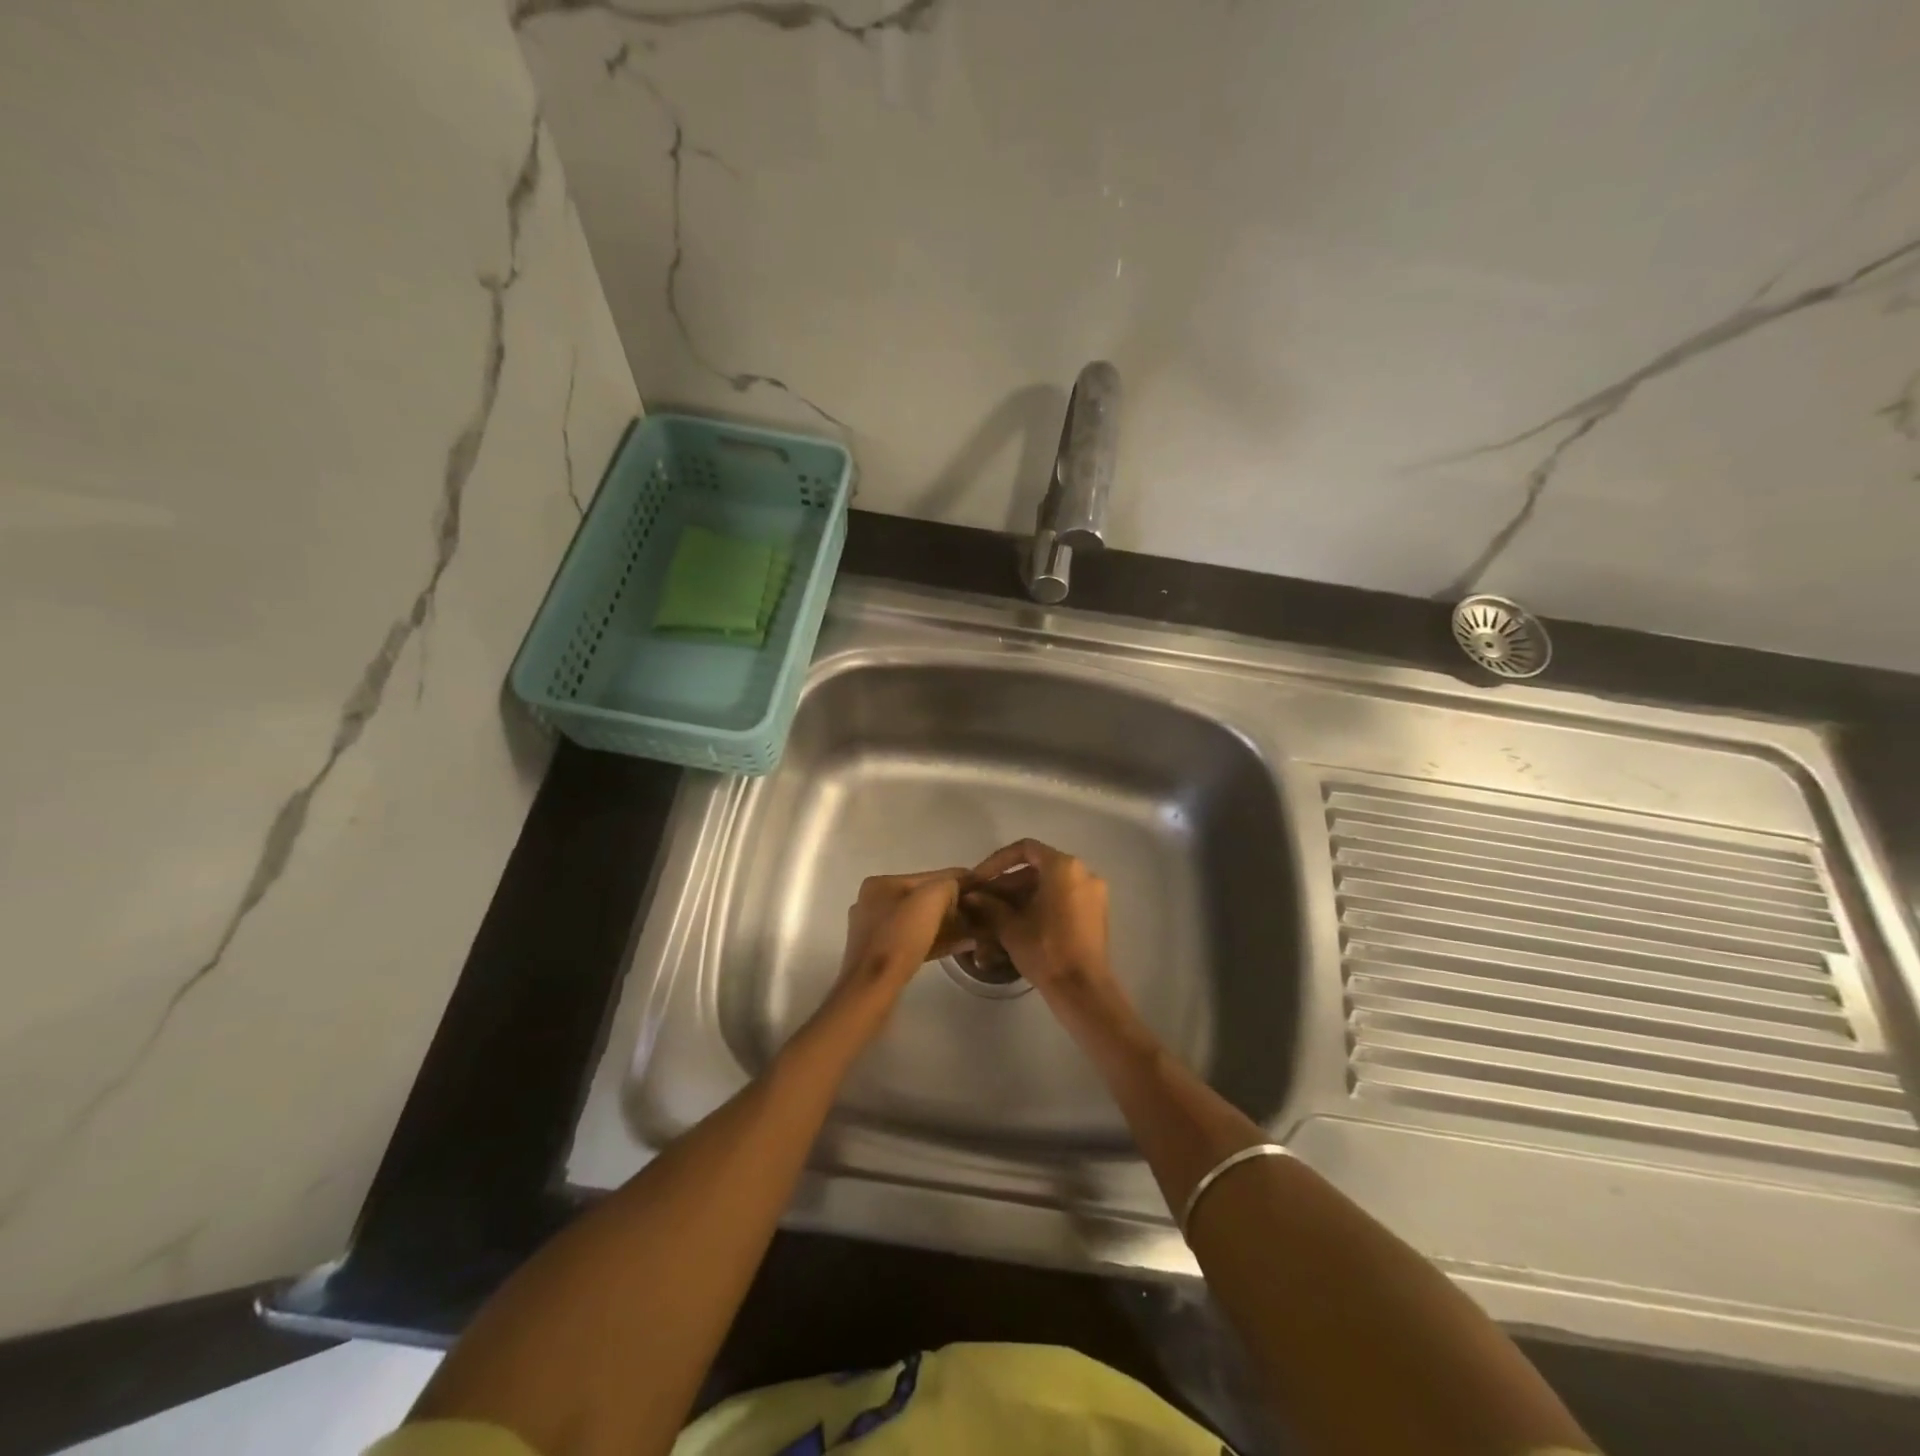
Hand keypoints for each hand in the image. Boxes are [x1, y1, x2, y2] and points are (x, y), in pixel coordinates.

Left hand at [822, 869, 971, 1030]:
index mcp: (881, 884)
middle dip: (951, 906)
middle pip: (922, 900)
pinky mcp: (879, 956)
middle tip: (979, 914)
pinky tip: (960, 945)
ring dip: (946, 925)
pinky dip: (936, 941)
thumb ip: (948, 884)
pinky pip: (914, 941)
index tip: (982, 888)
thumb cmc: (900, 938)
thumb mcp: (931, 899)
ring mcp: (874, 931)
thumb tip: (957, 888)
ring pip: (918, 922)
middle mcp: (873, 903)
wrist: (872, 989)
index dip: (957, 881)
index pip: (928, 877)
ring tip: (974, 931)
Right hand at [962, 840, 1115, 1003]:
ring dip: (1023, 894)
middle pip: (1038, 867)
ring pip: (1050, 884)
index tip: (980, 879)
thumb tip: (972, 896)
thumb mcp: (1010, 927)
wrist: (1083, 989)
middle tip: (985, 900)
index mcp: (1063, 867)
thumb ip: (990, 905)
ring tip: (998, 913)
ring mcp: (1093, 892)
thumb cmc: (1046, 950)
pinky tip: (1021, 922)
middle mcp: (1083, 872)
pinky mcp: (1097, 912)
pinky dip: (1042, 903)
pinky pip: (1064, 897)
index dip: (998, 861)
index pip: (1025, 849)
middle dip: (1009, 882)